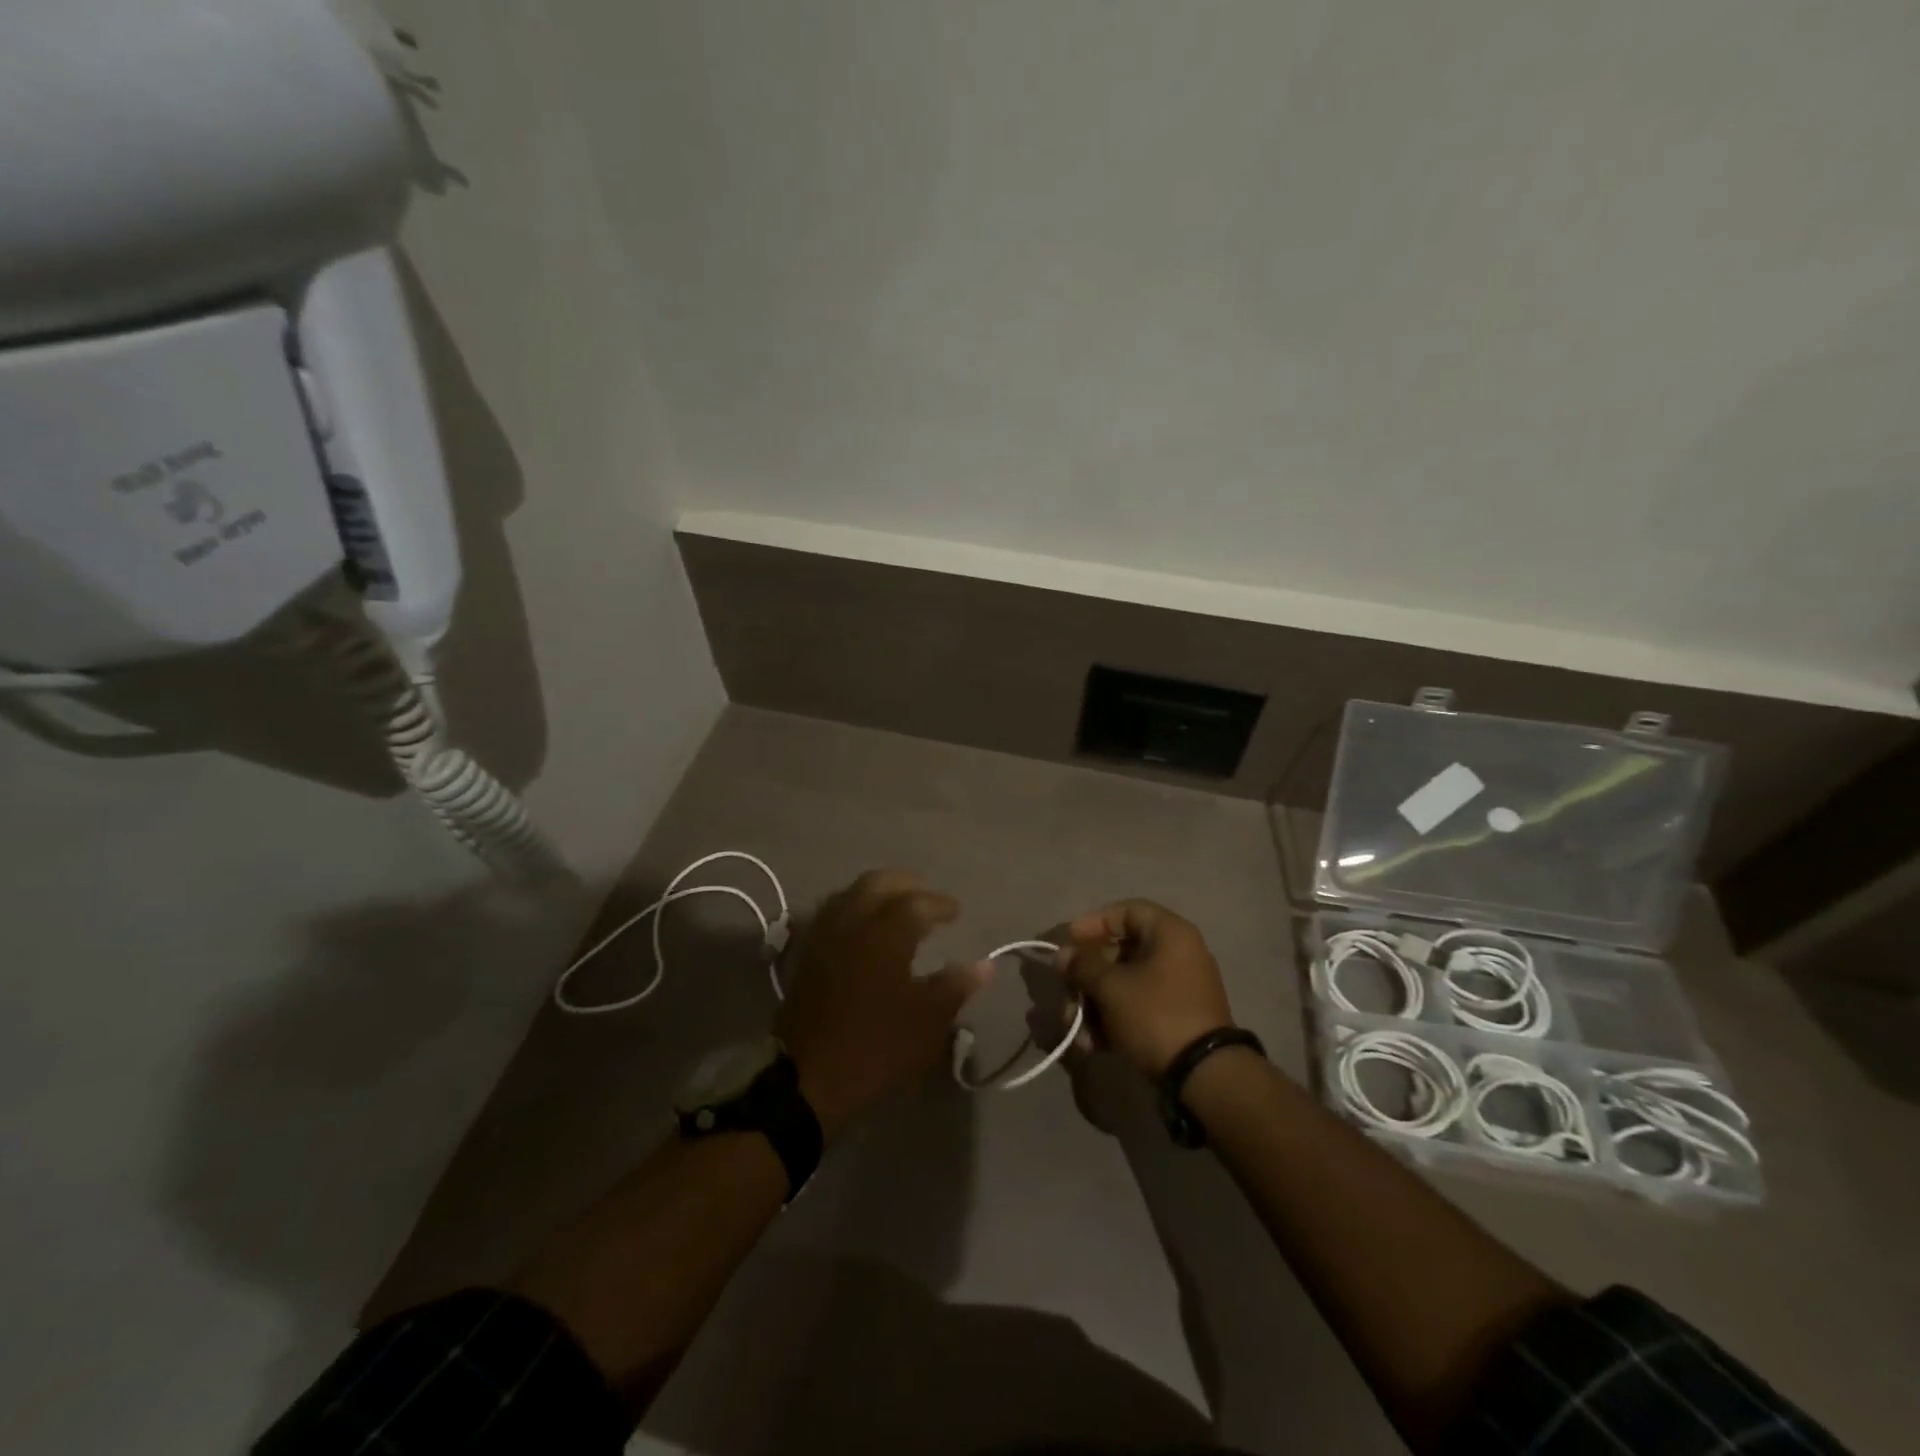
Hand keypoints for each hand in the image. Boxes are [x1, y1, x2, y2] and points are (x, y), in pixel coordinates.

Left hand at [776, 870, 987, 1137]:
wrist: (809, 1078)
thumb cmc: (876, 1048)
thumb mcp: (927, 1023)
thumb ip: (955, 987)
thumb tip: (984, 965)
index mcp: (885, 935)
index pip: (916, 903)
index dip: (939, 903)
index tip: (956, 911)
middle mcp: (852, 924)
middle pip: (877, 884)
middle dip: (904, 883)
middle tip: (925, 894)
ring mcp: (824, 937)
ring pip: (849, 893)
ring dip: (875, 892)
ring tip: (894, 904)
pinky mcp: (806, 954)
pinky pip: (831, 913)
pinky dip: (851, 907)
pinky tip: (861, 925)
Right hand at [1059, 899, 1233, 1076]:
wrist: (1204, 1077)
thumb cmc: (1155, 1015)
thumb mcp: (1112, 987)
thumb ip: (1083, 965)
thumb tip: (1064, 955)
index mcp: (1170, 933)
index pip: (1126, 911)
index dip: (1093, 923)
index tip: (1070, 943)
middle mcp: (1178, 954)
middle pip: (1121, 952)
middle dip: (1088, 975)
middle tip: (1067, 992)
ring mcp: (1179, 989)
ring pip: (1125, 984)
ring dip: (1094, 1003)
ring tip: (1074, 1027)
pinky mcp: (1176, 1020)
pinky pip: (1137, 1008)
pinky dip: (1113, 1021)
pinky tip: (1091, 1044)